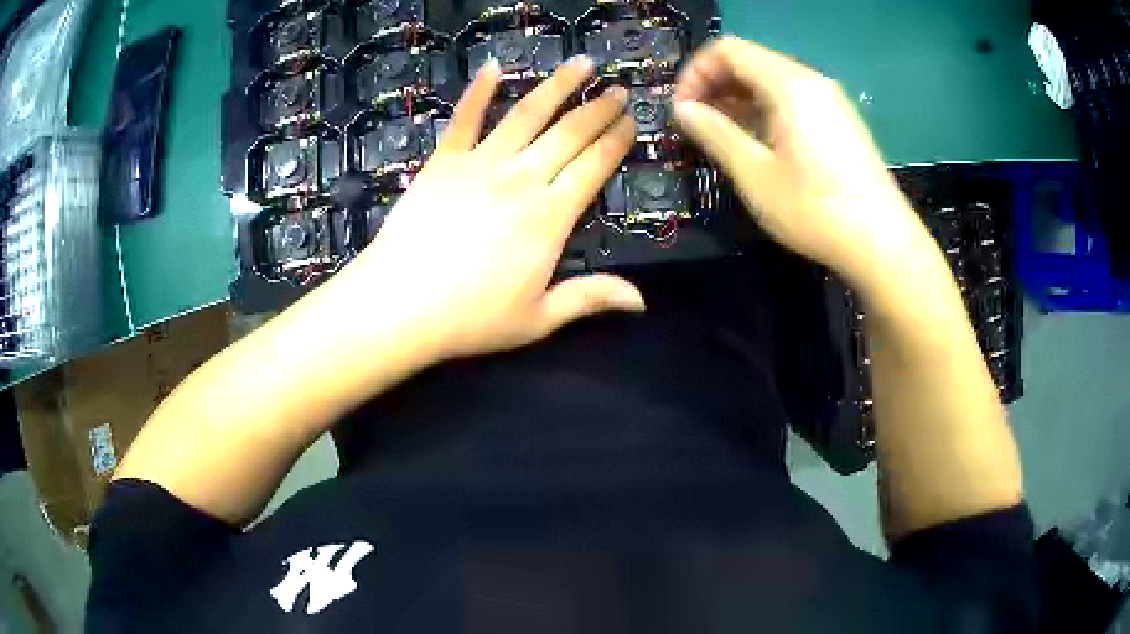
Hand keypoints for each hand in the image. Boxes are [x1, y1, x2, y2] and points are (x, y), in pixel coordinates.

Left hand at [341, 57, 643, 361]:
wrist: (400, 304)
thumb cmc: (471, 317)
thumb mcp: (539, 318)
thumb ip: (590, 298)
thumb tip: (641, 300)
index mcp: (550, 216)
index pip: (594, 166)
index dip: (616, 141)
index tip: (632, 120)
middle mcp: (522, 178)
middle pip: (570, 133)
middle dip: (599, 109)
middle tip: (618, 90)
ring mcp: (481, 163)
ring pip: (528, 114)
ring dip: (558, 86)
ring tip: (580, 64)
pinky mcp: (444, 160)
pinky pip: (465, 118)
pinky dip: (479, 91)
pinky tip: (493, 67)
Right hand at [673, 37, 930, 283]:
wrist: (882, 243)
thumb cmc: (815, 210)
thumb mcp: (755, 174)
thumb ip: (714, 133)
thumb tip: (682, 110)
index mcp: (788, 84)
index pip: (728, 50)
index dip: (696, 72)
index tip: (682, 109)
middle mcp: (811, 80)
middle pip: (750, 60)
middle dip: (715, 84)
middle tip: (698, 123)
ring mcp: (831, 100)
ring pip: (772, 79)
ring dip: (740, 98)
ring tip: (724, 136)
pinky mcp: (842, 120)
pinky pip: (794, 98)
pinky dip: (766, 109)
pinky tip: (761, 143)